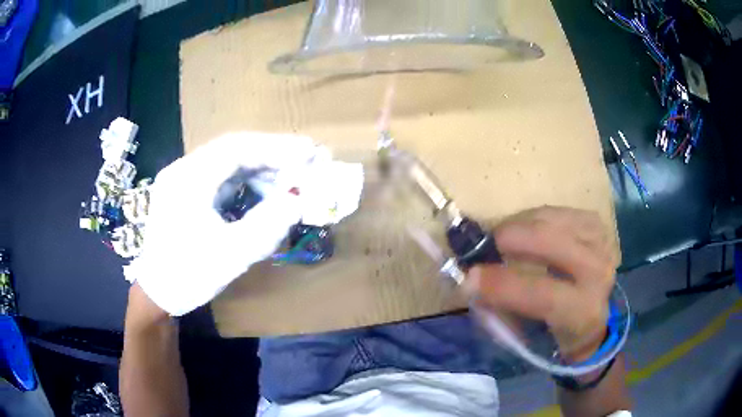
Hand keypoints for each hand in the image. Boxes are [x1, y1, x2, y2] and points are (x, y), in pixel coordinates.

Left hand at [124, 133, 321, 315]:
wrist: (159, 295)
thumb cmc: (188, 276)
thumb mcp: (231, 254)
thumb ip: (267, 224)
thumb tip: (299, 199)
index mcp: (187, 179)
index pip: (236, 148)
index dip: (275, 147)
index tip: (309, 152)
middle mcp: (184, 171)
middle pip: (234, 151)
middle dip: (273, 157)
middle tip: (308, 165)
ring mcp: (185, 181)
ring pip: (231, 164)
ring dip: (263, 172)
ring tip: (291, 187)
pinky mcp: (190, 193)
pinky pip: (224, 180)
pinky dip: (249, 185)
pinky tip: (266, 197)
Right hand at [467, 206, 616, 360]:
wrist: (594, 312)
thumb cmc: (555, 330)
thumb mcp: (530, 336)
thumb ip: (501, 310)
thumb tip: (472, 283)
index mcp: (583, 311)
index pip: (544, 295)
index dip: (505, 285)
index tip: (471, 276)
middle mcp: (598, 272)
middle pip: (551, 242)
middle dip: (511, 239)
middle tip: (484, 245)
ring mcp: (600, 242)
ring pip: (551, 220)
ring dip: (518, 225)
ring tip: (501, 238)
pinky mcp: (595, 224)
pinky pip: (556, 210)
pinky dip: (532, 217)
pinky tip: (524, 229)